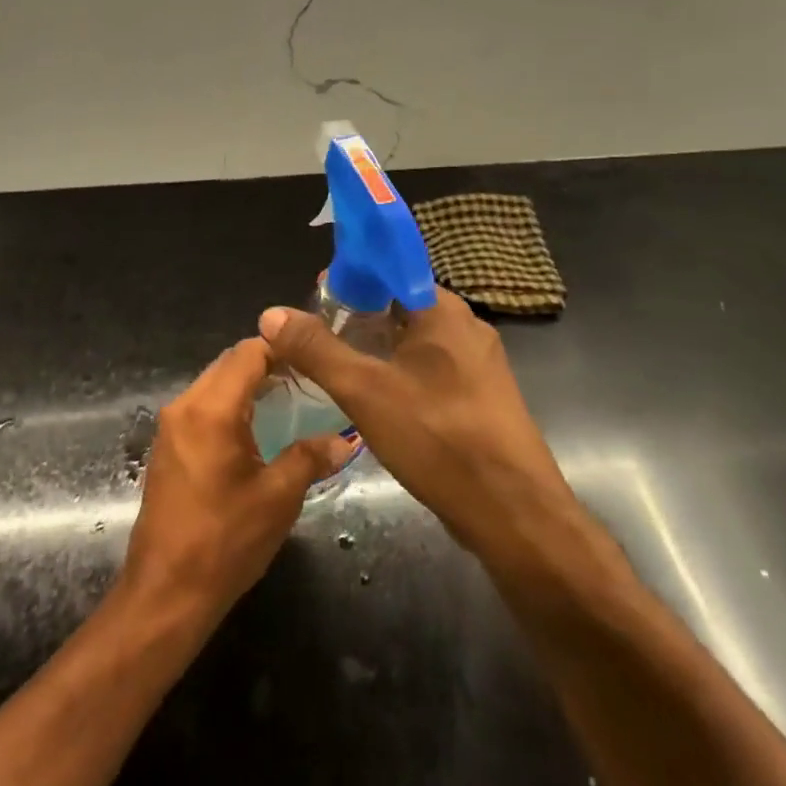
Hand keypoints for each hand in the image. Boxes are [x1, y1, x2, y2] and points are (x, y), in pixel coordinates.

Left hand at [120, 340, 356, 627]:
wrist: (166, 591)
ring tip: (287, 402)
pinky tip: (255, 429)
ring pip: (213, 383)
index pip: (248, 353)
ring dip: (246, 385)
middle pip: (228, 364)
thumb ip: (310, 458)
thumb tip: (344, 440)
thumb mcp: (278, 498)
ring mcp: (170, 425)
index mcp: (210, 409)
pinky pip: (201, 406)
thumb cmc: (225, 541)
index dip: (282, 349)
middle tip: (307, 380)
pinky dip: (228, 405)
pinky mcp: (166, 446)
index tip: (314, 359)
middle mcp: (184, 406)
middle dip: (266, 365)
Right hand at [258, 288, 585, 566]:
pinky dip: (398, 373)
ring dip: (376, 348)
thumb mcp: (364, 390)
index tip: (315, 298)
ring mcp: (478, 366)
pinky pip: (430, 370)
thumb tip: (271, 313)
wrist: (514, 515)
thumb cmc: (438, 438)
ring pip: (414, 341)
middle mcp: (465, 327)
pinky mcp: (481, 399)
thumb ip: (315, 349)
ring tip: (337, 369)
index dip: (350, 276)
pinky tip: (375, 401)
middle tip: (317, 338)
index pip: (390, 269)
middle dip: (357, 316)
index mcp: (443, 310)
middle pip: (399, 305)